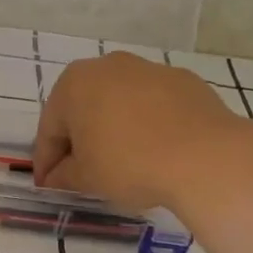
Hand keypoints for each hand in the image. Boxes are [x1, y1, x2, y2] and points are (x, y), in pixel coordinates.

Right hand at [33, 53, 246, 213]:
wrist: (206, 157)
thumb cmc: (130, 163)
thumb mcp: (86, 178)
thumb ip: (63, 176)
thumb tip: (55, 178)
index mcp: (73, 84)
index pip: (50, 128)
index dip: (46, 161)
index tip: (47, 186)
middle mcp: (107, 66)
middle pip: (83, 109)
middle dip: (79, 141)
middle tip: (80, 174)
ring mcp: (148, 69)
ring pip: (120, 103)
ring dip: (114, 130)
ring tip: (121, 163)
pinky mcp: (184, 81)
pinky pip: (153, 105)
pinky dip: (147, 125)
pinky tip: (156, 151)